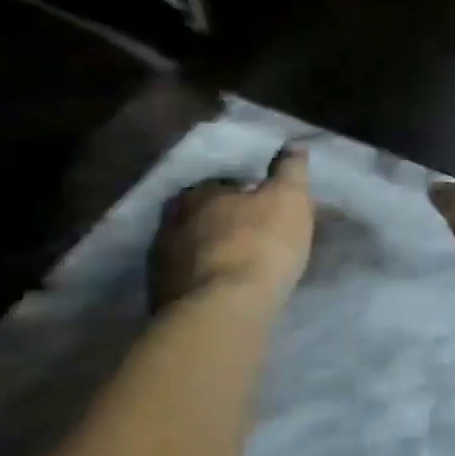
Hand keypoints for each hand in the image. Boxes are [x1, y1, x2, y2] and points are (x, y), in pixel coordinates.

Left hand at [149, 148, 314, 310]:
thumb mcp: (288, 198)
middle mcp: (171, 222)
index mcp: (200, 194)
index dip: (246, 193)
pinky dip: (207, 279)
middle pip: (203, 215)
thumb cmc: (260, 244)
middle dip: (225, 221)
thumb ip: (290, 169)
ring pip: (193, 248)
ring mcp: (161, 263)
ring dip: (214, 252)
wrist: (223, 311)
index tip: (266, 205)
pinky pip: (189, 279)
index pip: (222, 184)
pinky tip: (228, 288)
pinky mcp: (160, 298)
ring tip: (243, 264)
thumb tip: (294, 145)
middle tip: (255, 234)